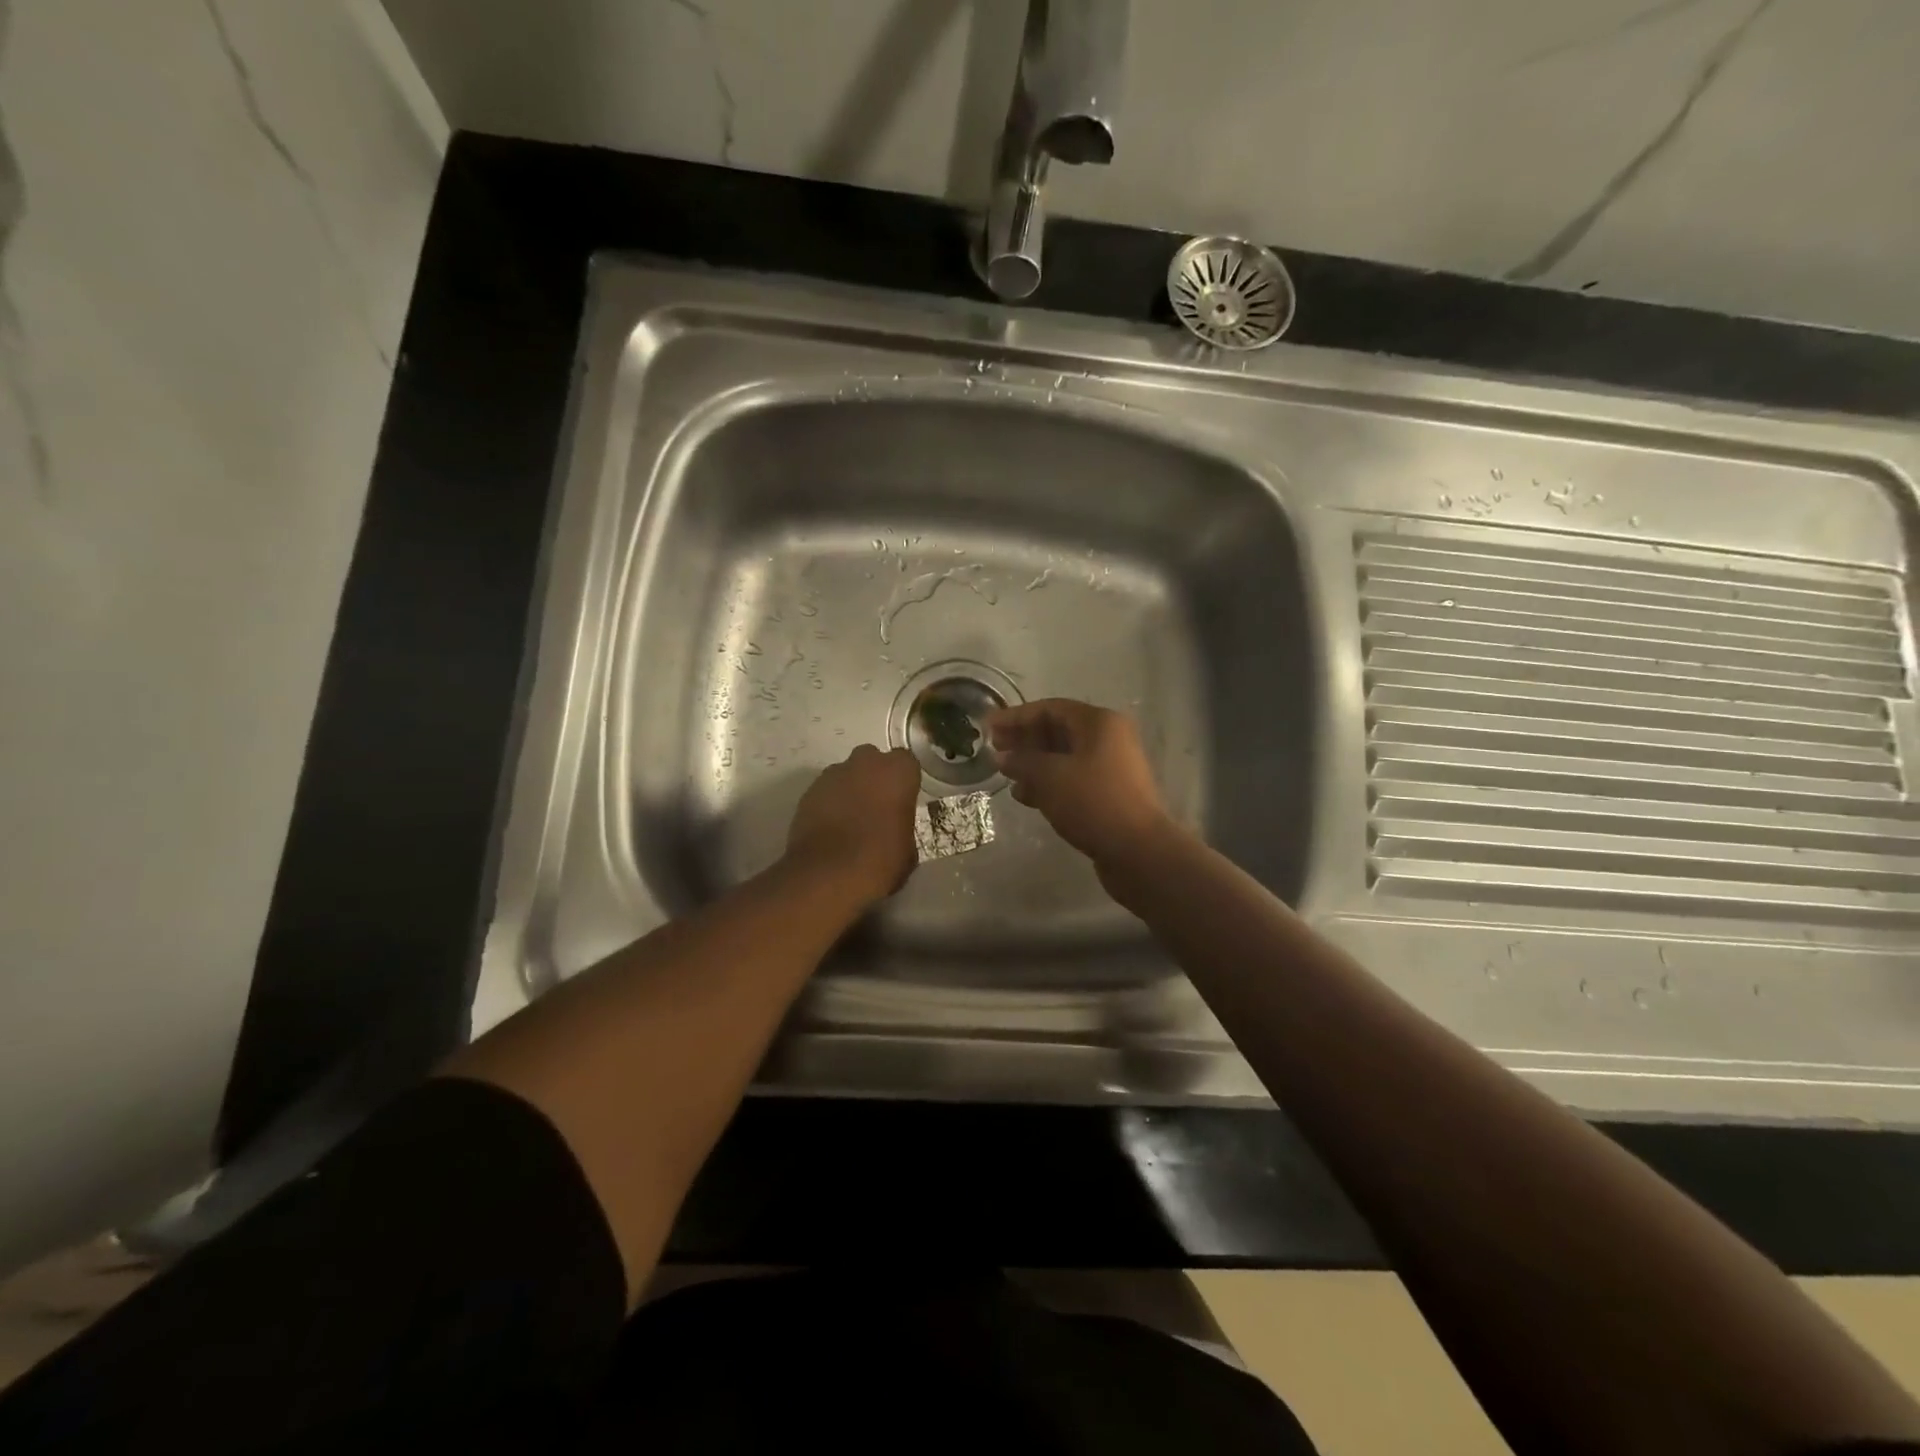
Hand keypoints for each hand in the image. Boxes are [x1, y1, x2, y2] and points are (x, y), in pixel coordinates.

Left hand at [785, 744, 921, 906]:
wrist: (828, 875)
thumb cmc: (880, 860)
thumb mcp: (908, 849)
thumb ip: (902, 826)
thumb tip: (895, 829)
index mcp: (897, 772)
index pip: (906, 763)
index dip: (904, 781)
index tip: (902, 801)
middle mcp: (865, 763)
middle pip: (872, 760)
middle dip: (874, 777)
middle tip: (877, 806)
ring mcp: (833, 775)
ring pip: (846, 774)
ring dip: (850, 789)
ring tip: (850, 820)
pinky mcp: (808, 792)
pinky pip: (825, 791)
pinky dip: (829, 803)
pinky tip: (831, 828)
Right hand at [985, 699, 1174, 870]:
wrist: (1138, 851)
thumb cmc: (1093, 802)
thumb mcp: (1049, 777)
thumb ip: (1022, 761)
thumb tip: (1002, 757)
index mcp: (1099, 723)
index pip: (1050, 708)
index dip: (1016, 716)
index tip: (987, 727)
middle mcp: (1109, 739)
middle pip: (1058, 730)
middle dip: (1024, 739)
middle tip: (994, 750)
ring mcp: (1111, 767)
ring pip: (1064, 757)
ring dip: (1034, 764)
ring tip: (1006, 776)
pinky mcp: (1109, 794)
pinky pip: (1072, 779)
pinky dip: (1048, 783)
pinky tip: (1026, 796)